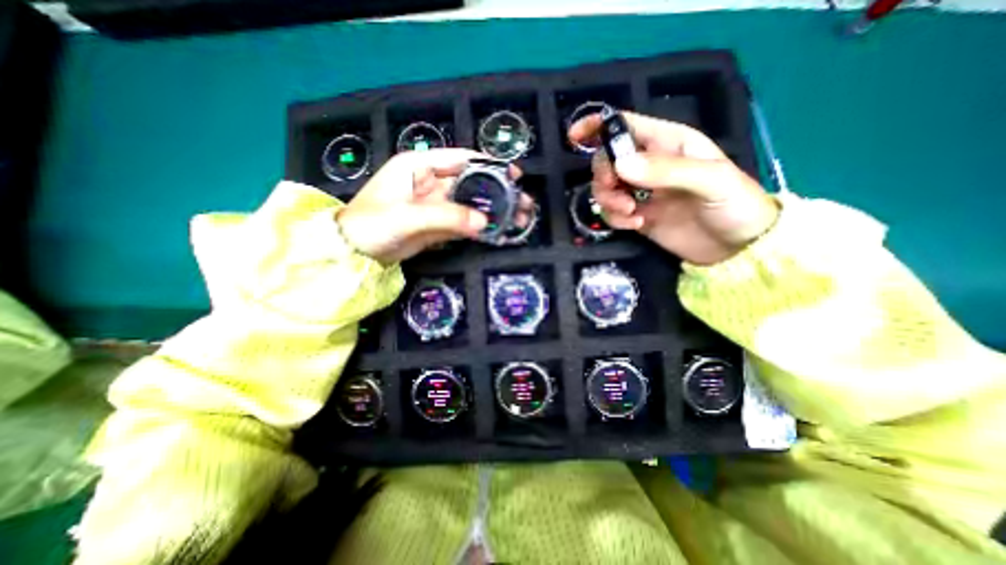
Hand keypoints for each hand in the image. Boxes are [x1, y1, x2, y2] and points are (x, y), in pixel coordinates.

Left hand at [336, 150, 533, 264]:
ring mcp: (435, 204)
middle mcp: (431, 182)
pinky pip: (464, 221)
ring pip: (470, 203)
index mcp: (419, 166)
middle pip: (471, 182)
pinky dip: (480, 226)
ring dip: (493, 210)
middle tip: (522, 203)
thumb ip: (446, 217)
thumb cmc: (372, 225)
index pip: (460, 159)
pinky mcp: (438, 224)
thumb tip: (484, 222)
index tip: (514, 175)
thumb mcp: (407, 217)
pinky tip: (498, 230)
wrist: (354, 253)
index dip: (488, 165)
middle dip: (497, 192)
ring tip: (518, 219)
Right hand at [565, 113, 775, 266]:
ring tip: (630, 214)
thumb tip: (620, 165)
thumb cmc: (735, 205)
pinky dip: (615, 218)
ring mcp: (641, 192)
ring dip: (608, 200)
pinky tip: (635, 225)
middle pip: (607, 160)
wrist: (737, 249)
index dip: (598, 126)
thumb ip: (666, 170)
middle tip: (617, 193)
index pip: (626, 125)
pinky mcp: (636, 215)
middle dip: (604, 176)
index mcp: (668, 143)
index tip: (574, 136)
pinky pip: (611, 212)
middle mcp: (649, 164)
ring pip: (605, 188)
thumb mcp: (710, 180)